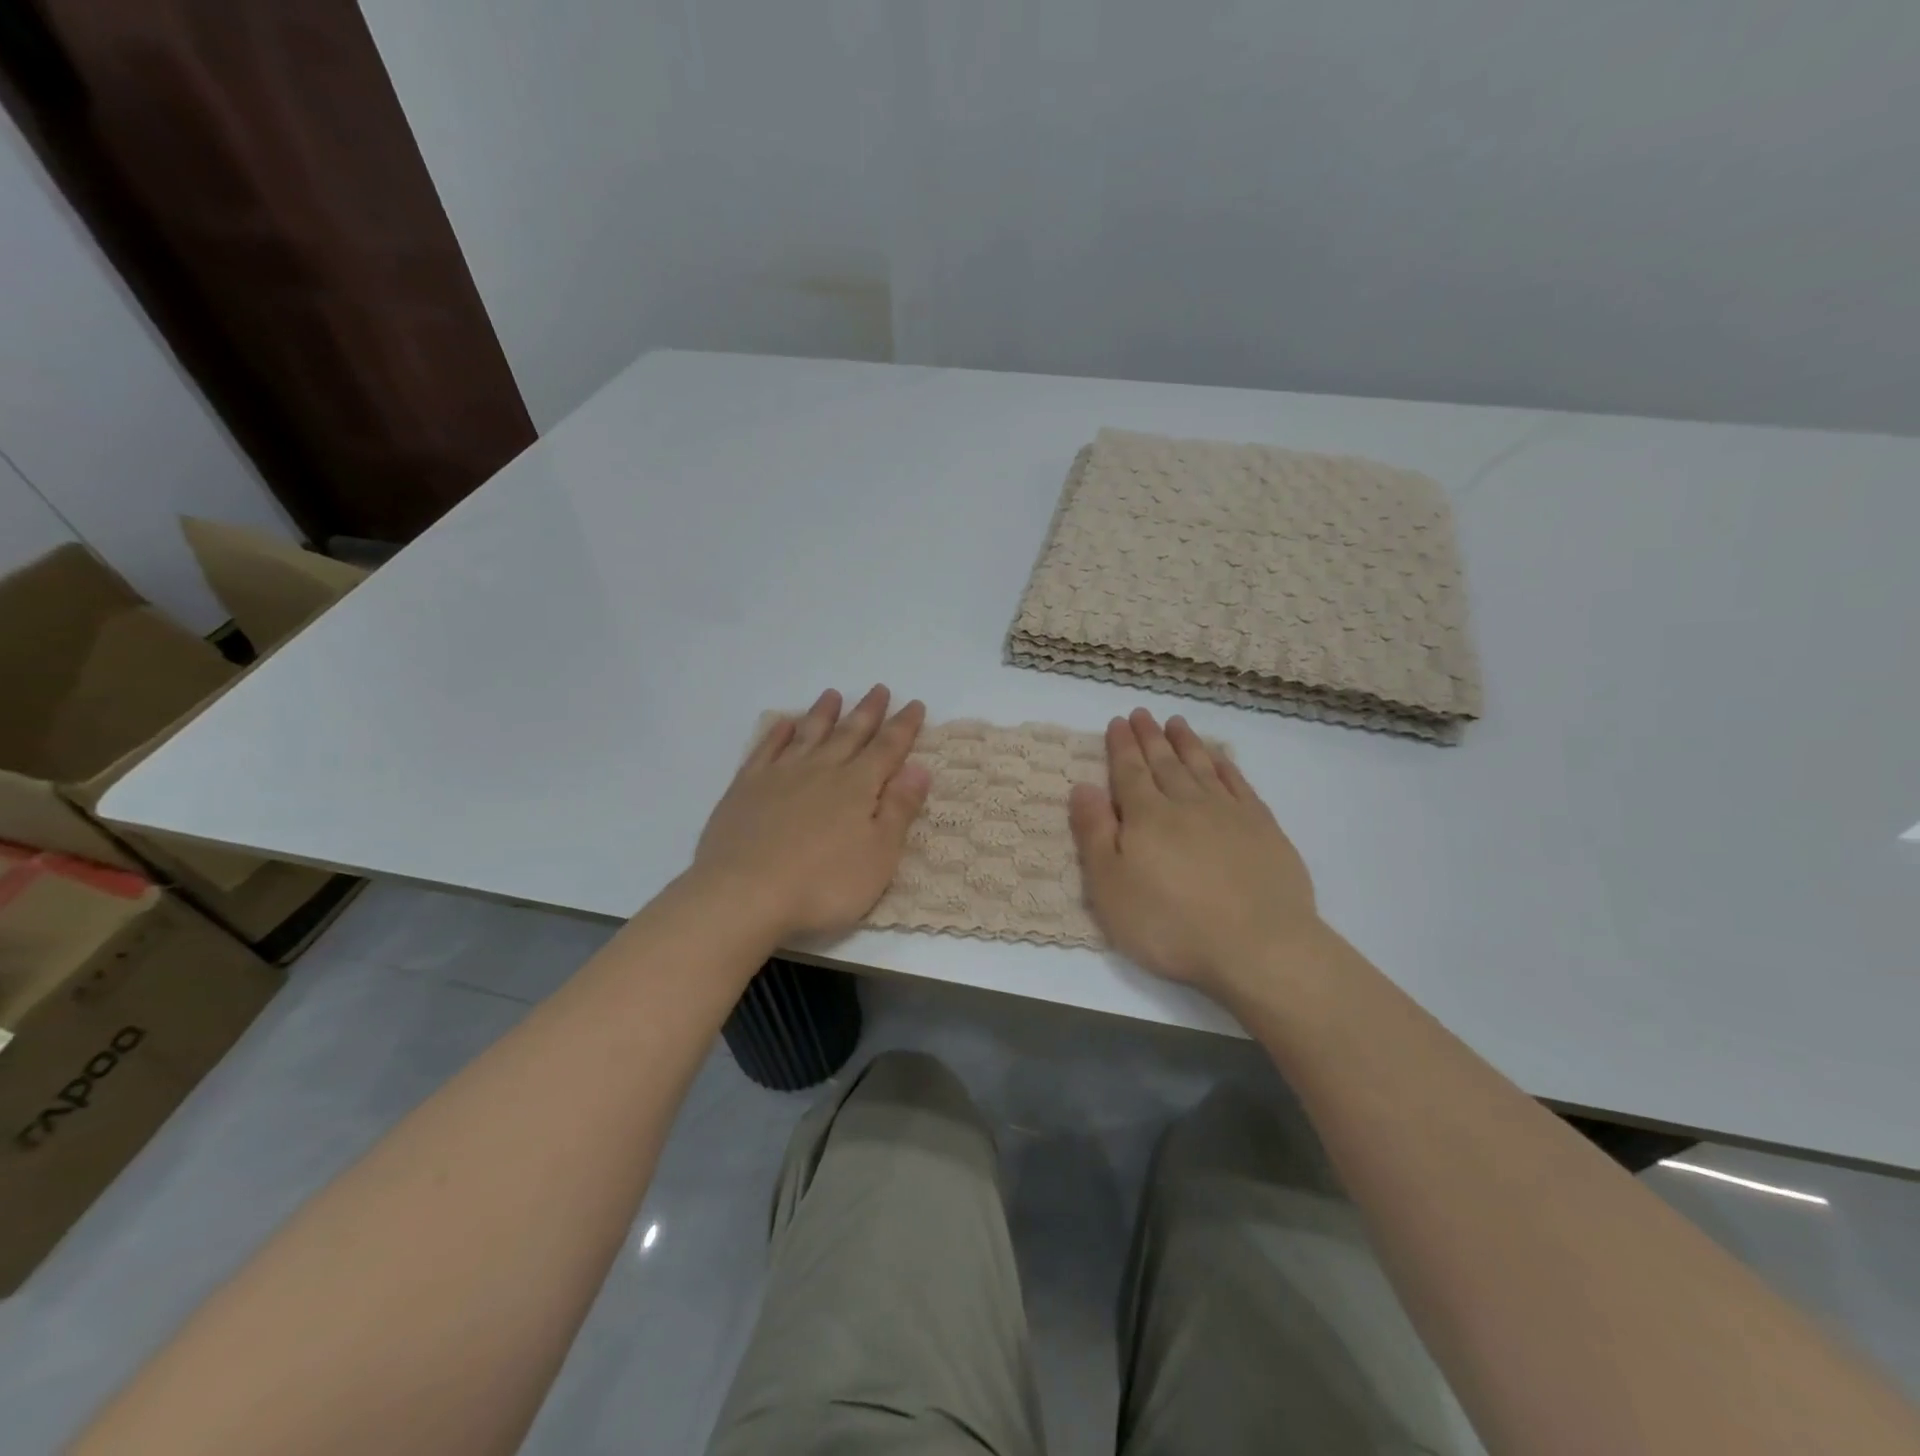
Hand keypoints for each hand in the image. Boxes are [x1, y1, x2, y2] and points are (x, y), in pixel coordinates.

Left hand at [693, 686, 930, 942]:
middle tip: (879, 689)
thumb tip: (919, 768)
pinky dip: (777, 733)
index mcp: (857, 787)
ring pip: (808, 734)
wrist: (744, 895)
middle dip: (868, 712)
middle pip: (849, 734)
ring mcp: (780, 776)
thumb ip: (899, 809)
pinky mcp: (746, 788)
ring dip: (823, 713)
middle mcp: (821, 770)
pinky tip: (783, 724)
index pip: (887, 749)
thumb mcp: (879, 856)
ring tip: (833, 695)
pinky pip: (766, 750)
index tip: (914, 704)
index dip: (904, 727)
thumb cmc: (823, 885)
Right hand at [1069, 709, 1322, 1000]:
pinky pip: (1239, 784)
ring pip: (1202, 767)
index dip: (1121, 746)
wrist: (1258, 947)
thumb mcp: (1110, 887)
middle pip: (1164, 763)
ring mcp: (1229, 813)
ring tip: (1176, 723)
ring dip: (1186, 743)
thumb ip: (1094, 833)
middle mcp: (1186, 804)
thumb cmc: (1170, 924)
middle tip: (1142, 714)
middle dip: (1150, 737)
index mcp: (1146, 817)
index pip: (1129, 772)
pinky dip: (1226, 766)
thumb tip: (1083, 786)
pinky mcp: (1264, 829)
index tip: (1118, 722)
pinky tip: (1220, 758)